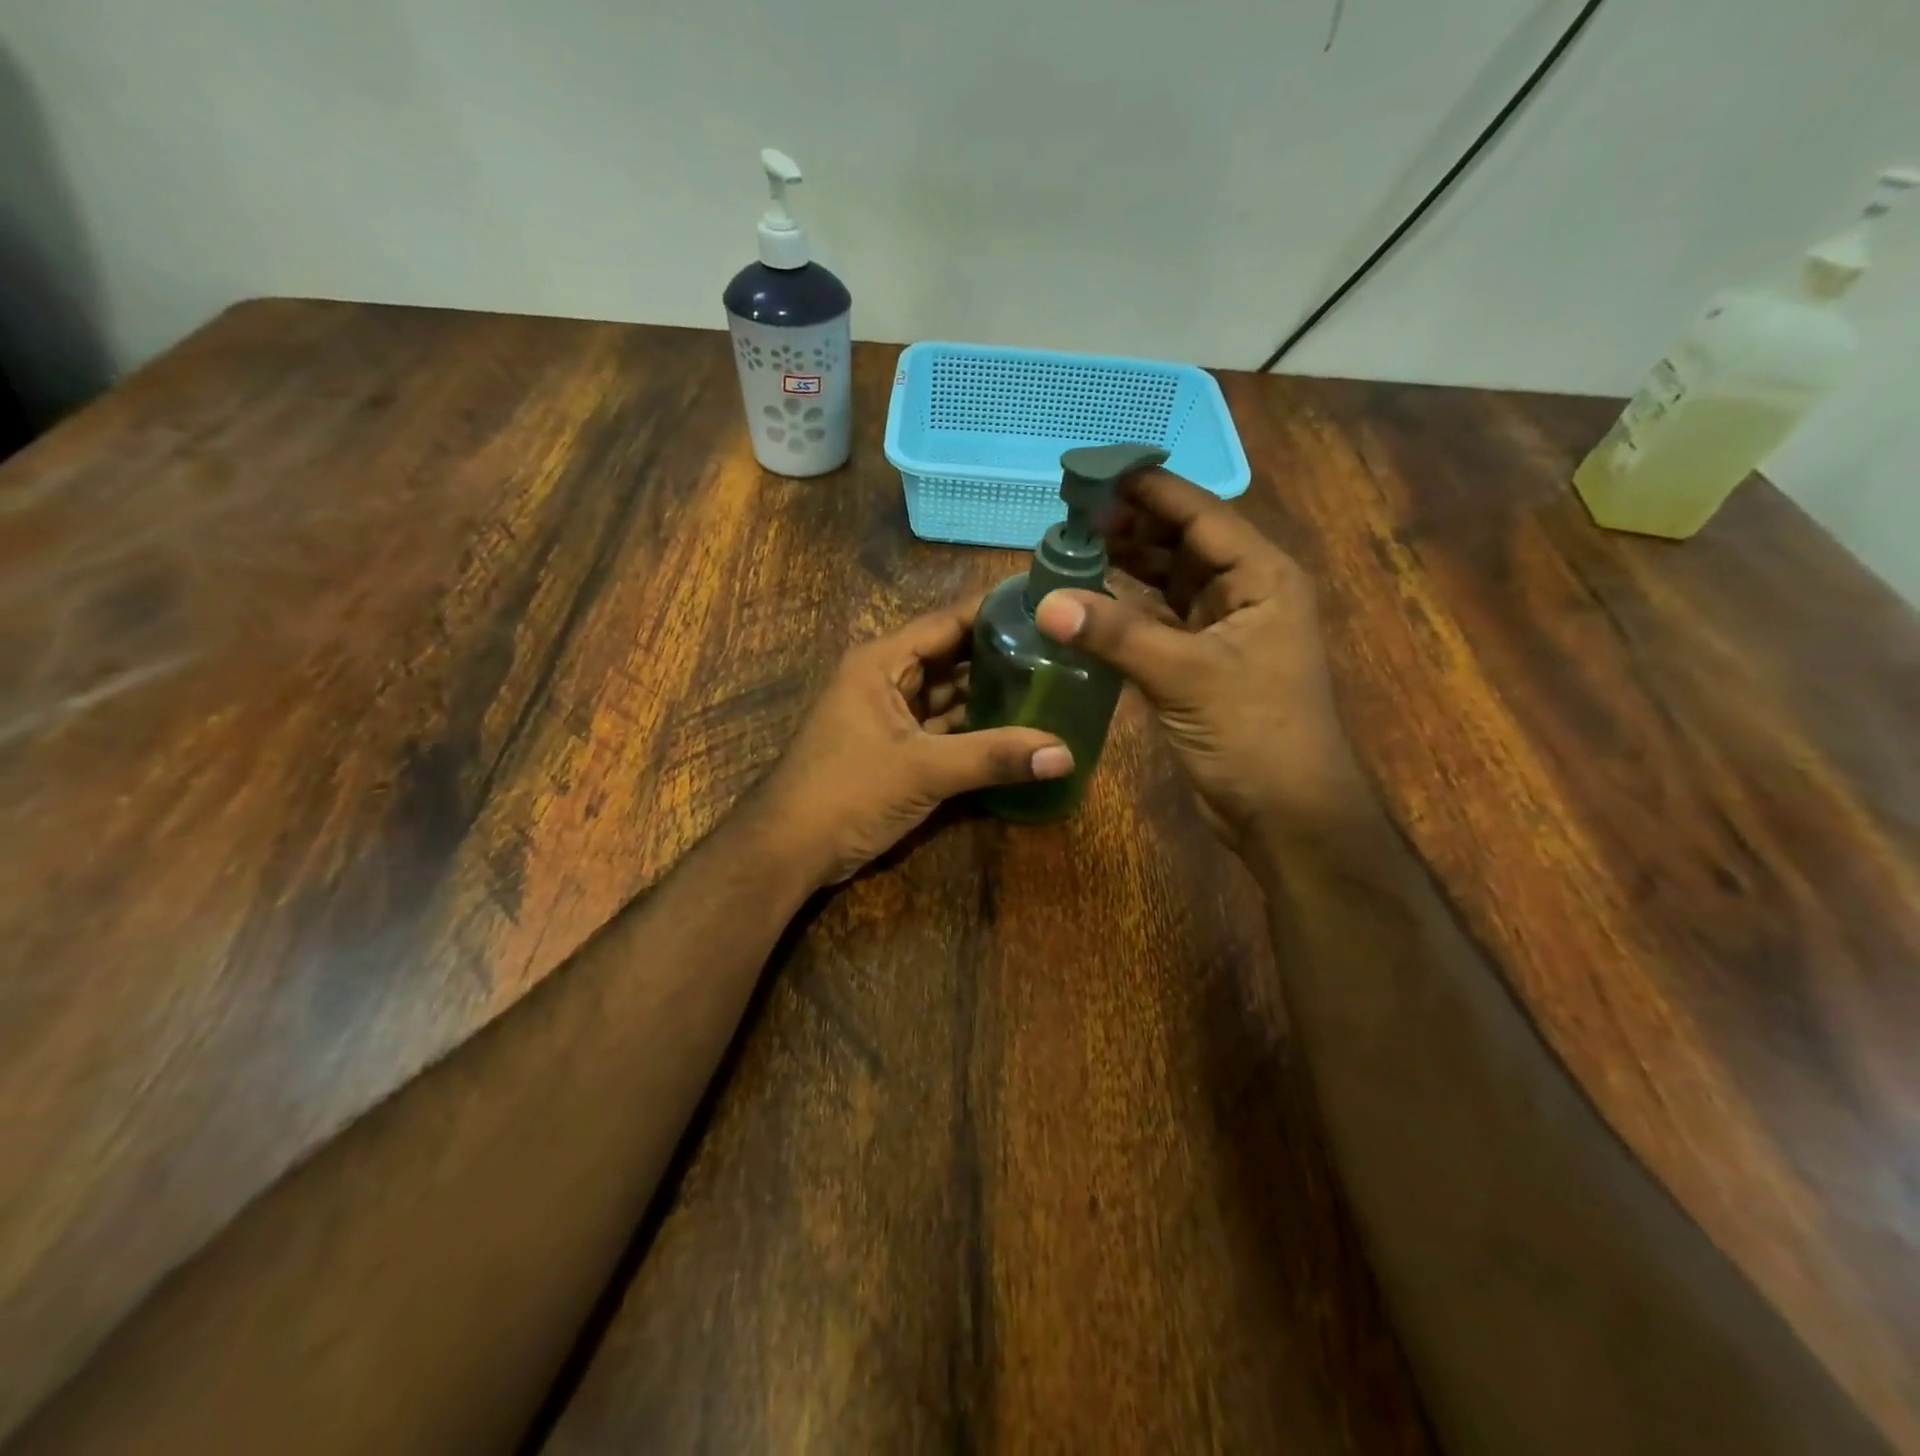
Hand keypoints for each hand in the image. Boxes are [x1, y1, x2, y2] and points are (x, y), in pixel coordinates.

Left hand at [755, 598, 1072, 886]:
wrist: (789, 851)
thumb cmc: (847, 793)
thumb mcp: (924, 770)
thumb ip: (993, 758)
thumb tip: (1066, 753)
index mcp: (882, 662)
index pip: (947, 622)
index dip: (994, 612)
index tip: (1045, 607)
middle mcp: (885, 679)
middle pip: (951, 657)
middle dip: (1000, 656)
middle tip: (1060, 652)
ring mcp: (888, 715)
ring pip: (948, 695)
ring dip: (989, 696)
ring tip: (1048, 686)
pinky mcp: (893, 748)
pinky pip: (941, 727)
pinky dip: (973, 729)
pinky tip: (1014, 730)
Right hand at [1035, 469, 1368, 845]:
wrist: (1285, 814)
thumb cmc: (1255, 734)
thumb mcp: (1186, 676)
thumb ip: (1116, 634)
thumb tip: (1047, 602)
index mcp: (1262, 577)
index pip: (1200, 514)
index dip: (1148, 490)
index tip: (1094, 471)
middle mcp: (1245, 593)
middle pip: (1183, 542)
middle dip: (1131, 524)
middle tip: (1071, 512)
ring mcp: (1223, 630)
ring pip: (1169, 581)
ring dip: (1127, 564)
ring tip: (1073, 547)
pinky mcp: (1201, 664)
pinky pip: (1158, 620)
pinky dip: (1127, 609)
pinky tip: (1090, 601)